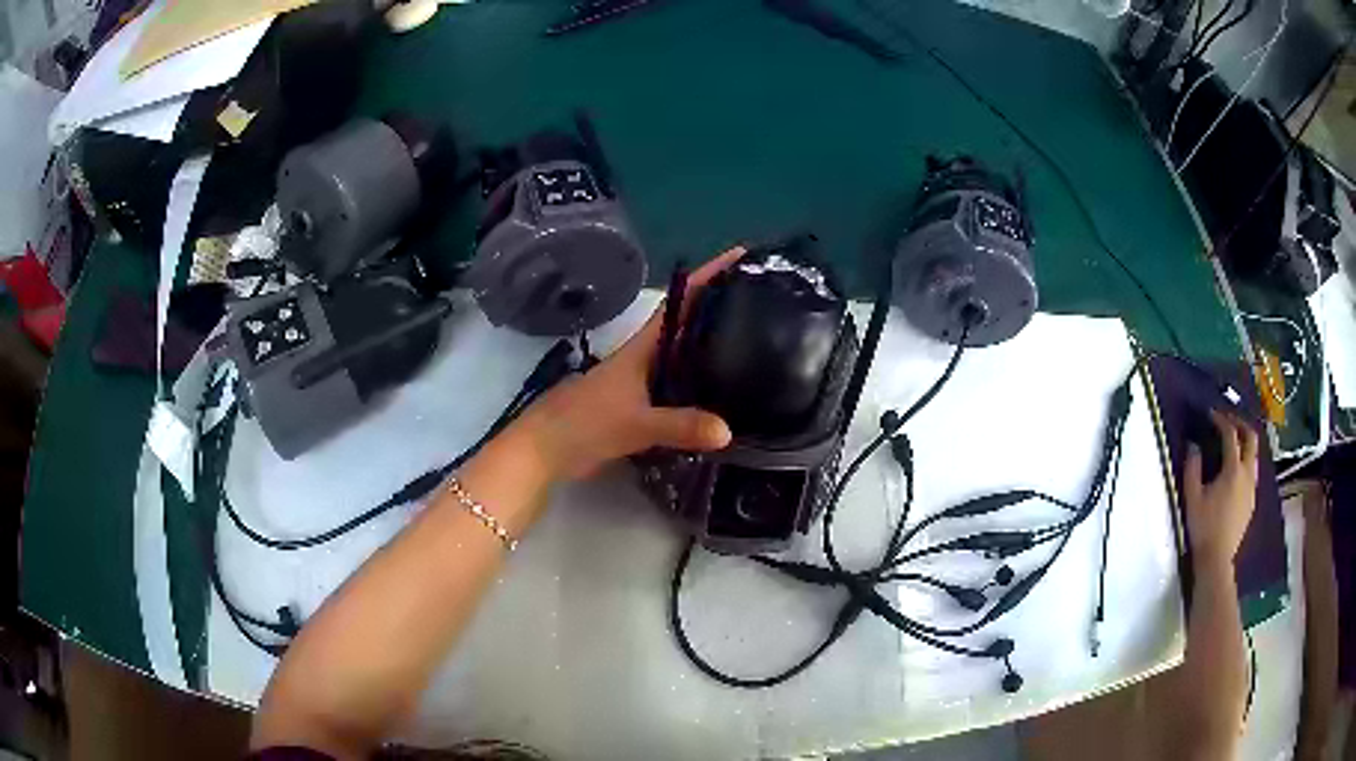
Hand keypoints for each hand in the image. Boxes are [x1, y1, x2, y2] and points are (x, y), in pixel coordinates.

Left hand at [510, 249, 742, 480]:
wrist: (544, 449)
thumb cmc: (585, 424)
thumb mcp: (635, 423)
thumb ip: (679, 426)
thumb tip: (728, 431)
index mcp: (642, 349)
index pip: (679, 304)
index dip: (706, 278)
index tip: (738, 257)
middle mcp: (644, 359)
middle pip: (684, 326)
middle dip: (717, 308)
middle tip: (758, 299)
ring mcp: (639, 383)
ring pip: (681, 356)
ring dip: (709, 347)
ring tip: (752, 342)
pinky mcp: (636, 406)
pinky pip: (676, 387)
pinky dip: (698, 385)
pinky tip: (720, 395)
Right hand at [1183, 409, 1259, 568]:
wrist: (1217, 559)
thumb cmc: (1203, 527)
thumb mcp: (1192, 497)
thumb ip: (1192, 468)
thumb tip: (1193, 445)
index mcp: (1233, 470)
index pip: (1231, 434)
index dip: (1221, 420)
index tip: (1211, 415)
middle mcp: (1247, 473)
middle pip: (1251, 438)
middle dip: (1240, 424)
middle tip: (1227, 420)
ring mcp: (1252, 487)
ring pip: (1254, 454)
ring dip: (1244, 442)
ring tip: (1232, 443)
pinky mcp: (1252, 500)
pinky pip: (1252, 471)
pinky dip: (1245, 460)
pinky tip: (1235, 470)